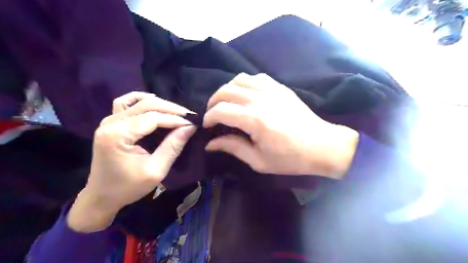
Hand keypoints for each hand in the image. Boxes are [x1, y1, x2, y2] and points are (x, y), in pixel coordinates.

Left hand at [68, 91, 195, 232]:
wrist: (102, 196)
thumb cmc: (128, 187)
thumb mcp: (156, 170)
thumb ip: (173, 146)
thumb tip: (190, 127)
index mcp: (118, 135)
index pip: (153, 118)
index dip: (175, 119)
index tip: (194, 123)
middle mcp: (111, 123)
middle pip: (146, 105)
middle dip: (171, 109)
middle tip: (190, 116)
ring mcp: (108, 121)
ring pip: (137, 101)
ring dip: (159, 104)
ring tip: (176, 112)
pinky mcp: (110, 123)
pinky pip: (125, 103)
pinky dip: (141, 101)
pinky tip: (153, 103)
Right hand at [202, 73, 359, 178]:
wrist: (322, 146)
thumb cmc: (291, 158)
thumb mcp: (259, 161)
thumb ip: (233, 148)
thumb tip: (211, 143)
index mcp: (255, 120)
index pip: (221, 111)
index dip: (209, 118)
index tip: (207, 126)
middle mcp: (261, 100)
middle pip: (226, 91)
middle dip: (213, 102)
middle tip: (213, 115)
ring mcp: (272, 90)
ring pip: (239, 79)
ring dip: (227, 90)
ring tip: (226, 103)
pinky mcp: (280, 88)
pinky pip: (256, 77)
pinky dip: (245, 84)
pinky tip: (246, 95)